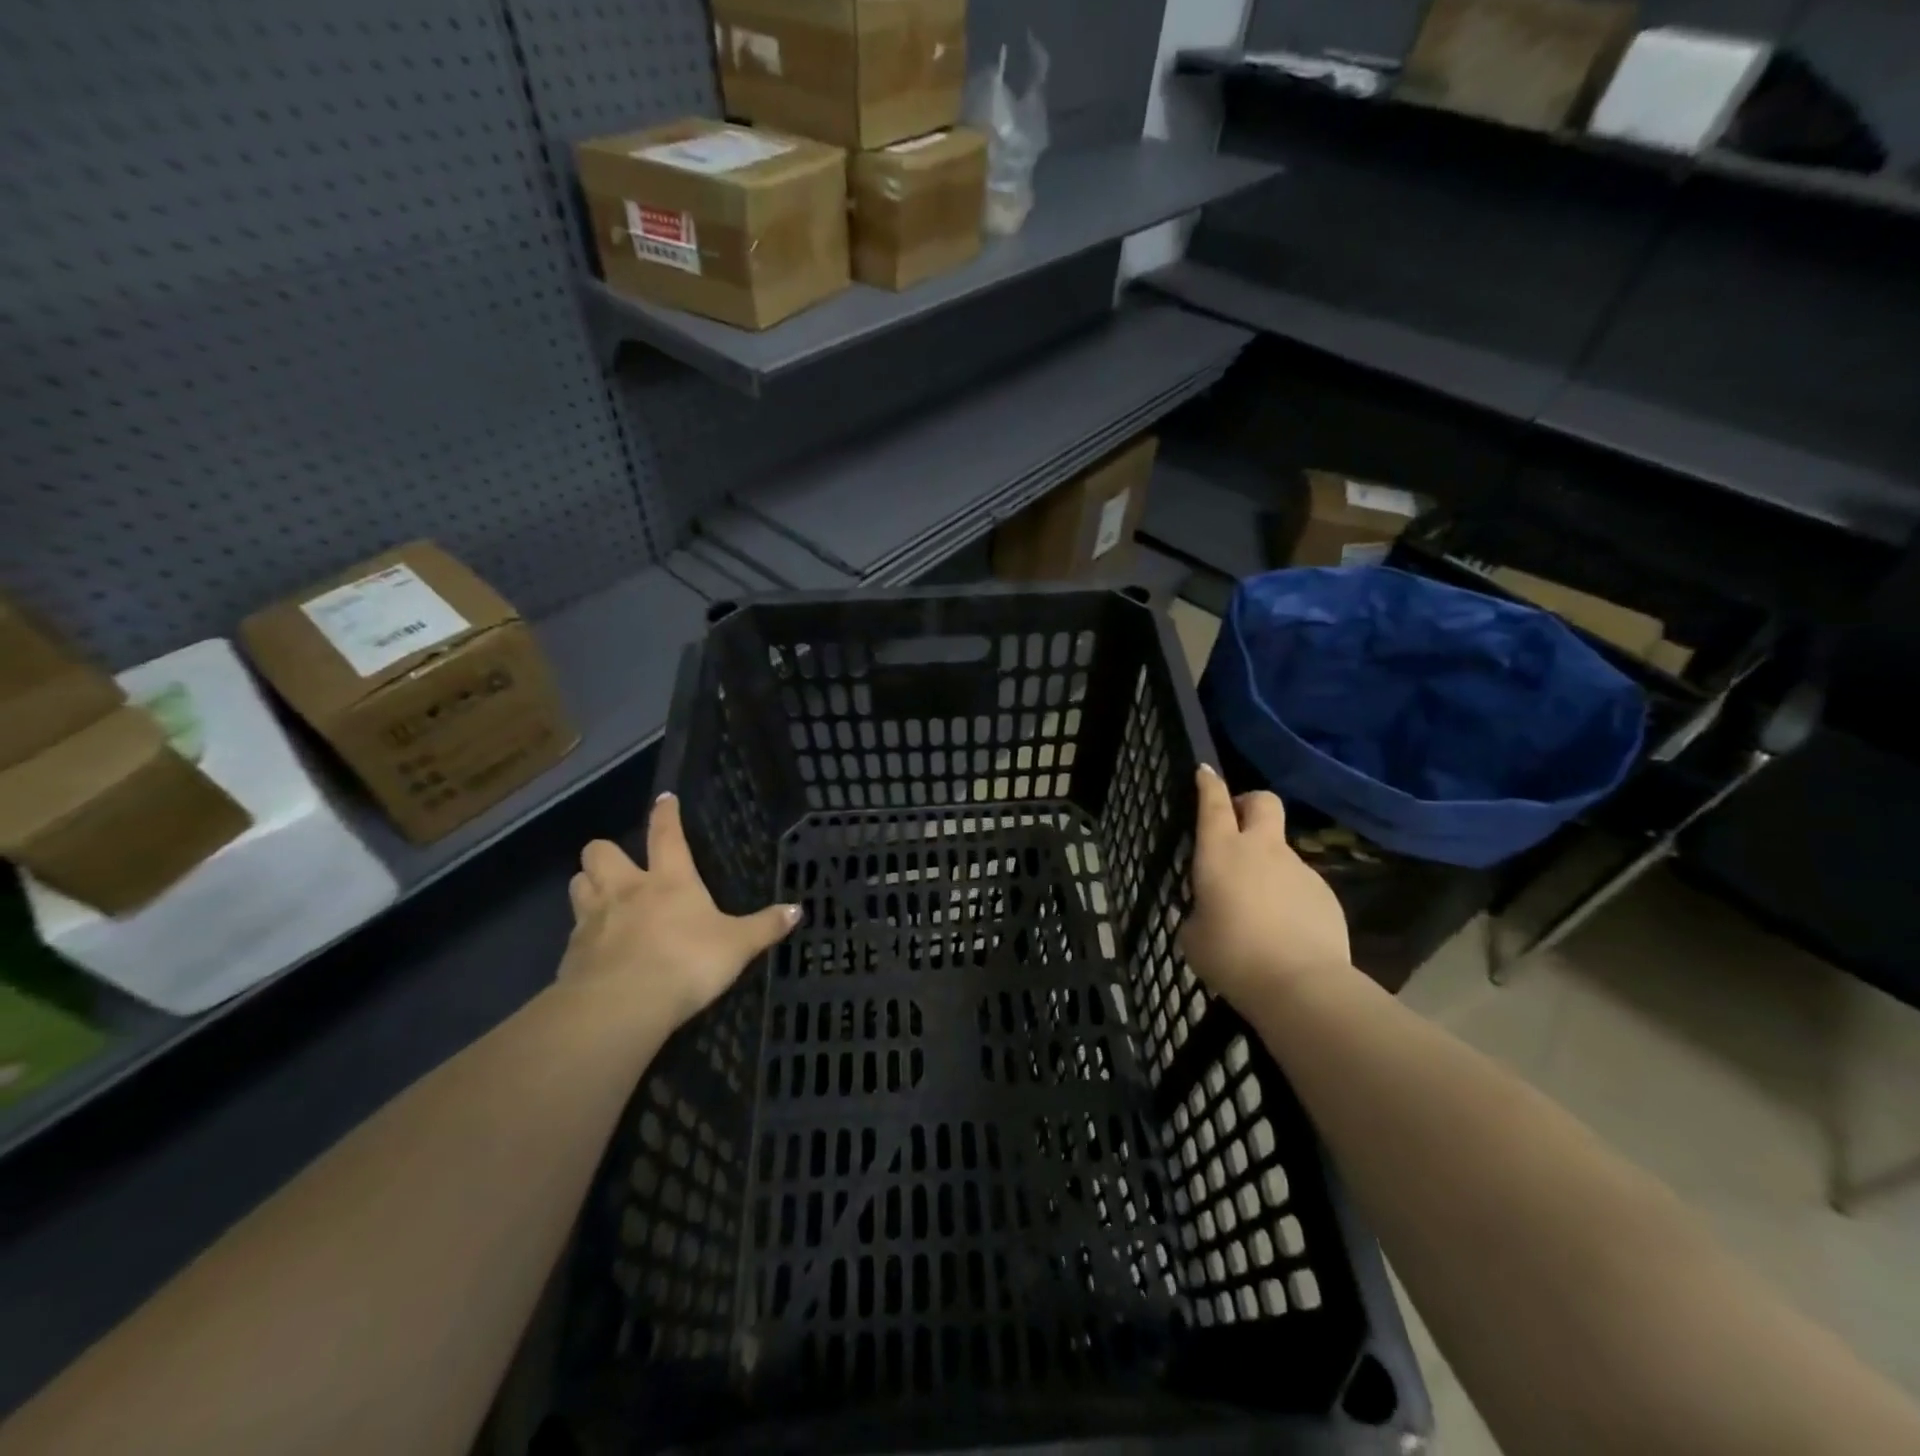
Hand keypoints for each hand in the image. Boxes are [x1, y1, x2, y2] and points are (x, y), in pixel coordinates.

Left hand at [559, 793, 799, 1029]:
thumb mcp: (737, 946)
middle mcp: (627, 890)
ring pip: (577, 884)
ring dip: (588, 885)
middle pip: (600, 852)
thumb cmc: (687, 963)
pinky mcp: (571, 953)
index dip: (665, 814)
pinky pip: (572, 931)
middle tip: (621, 866)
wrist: (622, 1005)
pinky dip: (583, 934)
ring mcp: (593, 919)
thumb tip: (798, 910)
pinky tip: (596, 949)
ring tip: (602, 897)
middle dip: (607, 852)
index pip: (665, 834)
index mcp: (669, 880)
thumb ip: (765, 927)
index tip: (664, 799)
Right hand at [1180, 766, 1352, 1008]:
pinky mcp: (1326, 895)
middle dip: (1250, 803)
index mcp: (1221, 852)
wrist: (1300, 985)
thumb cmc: (1232, 955)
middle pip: (1264, 802)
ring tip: (1259, 908)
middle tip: (1239, 823)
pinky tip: (1285, 932)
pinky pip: (1301, 885)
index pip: (1214, 803)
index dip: (1209, 784)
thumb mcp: (1194, 936)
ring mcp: (1300, 869)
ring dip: (1268, 865)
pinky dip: (1289, 897)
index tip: (1205, 772)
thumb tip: (1209, 910)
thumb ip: (1198, 912)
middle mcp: (1262, 850)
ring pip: (1283, 851)